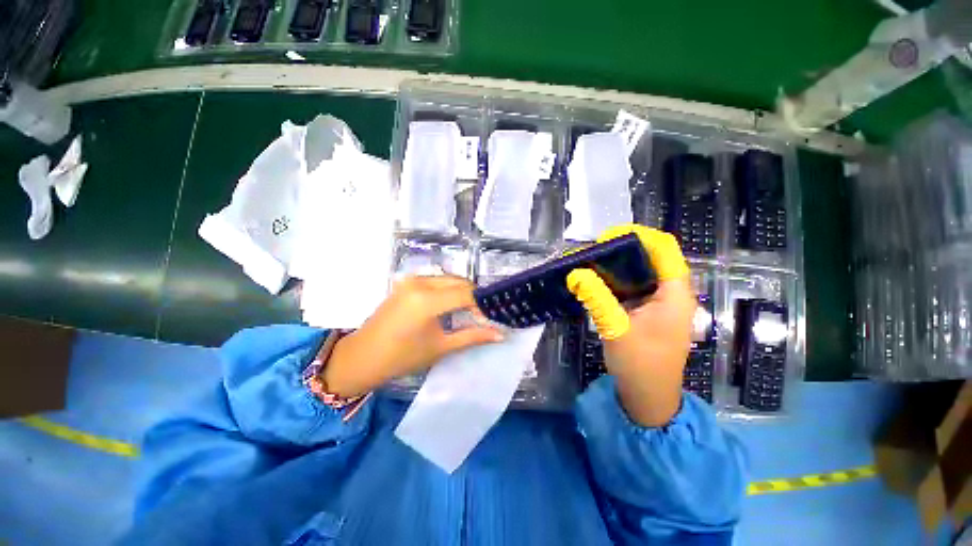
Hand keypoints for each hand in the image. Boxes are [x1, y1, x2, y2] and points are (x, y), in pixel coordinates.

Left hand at [322, 275, 504, 397]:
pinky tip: (452, 305)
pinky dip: (449, 290)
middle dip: (474, 297)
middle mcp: (419, 282)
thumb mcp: (440, 347)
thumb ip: (472, 336)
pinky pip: (436, 281)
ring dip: (462, 292)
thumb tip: (500, 334)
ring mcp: (411, 280)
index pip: (466, 294)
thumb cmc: (400, 357)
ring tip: (470, 312)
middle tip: (484, 315)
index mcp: (426, 299)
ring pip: (448, 279)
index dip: (483, 305)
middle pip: (459, 282)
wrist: (361, 358)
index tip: (494, 317)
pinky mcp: (407, 282)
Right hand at [566, 224, 694, 426]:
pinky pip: (634, 287)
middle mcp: (672, 294)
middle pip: (653, 258)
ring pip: (642, 272)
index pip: (664, 249)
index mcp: (674, 294)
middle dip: (624, 250)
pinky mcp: (649, 312)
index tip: (608, 236)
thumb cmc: (640, 364)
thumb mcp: (615, 327)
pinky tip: (597, 280)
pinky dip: (616, 281)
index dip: (638, 236)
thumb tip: (575, 272)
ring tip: (592, 261)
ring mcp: (661, 304)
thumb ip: (596, 296)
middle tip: (594, 249)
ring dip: (618, 265)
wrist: (648, 397)